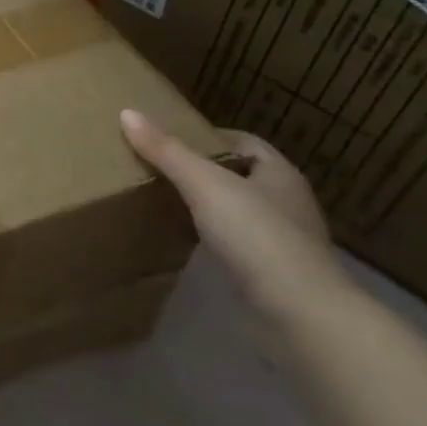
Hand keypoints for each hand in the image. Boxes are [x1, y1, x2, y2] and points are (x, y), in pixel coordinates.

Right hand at [119, 109, 346, 317]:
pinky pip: (236, 243)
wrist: (299, 313)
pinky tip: (186, 242)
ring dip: (207, 206)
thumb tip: (127, 112)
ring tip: (164, 203)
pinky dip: (212, 238)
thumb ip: (167, 152)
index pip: (244, 142)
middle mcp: (286, 202)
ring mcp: (282, 240)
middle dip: (203, 171)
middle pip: (240, 175)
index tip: (168, 142)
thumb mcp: (205, 185)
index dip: (208, 137)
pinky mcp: (272, 272)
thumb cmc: (256, 236)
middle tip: (158, 170)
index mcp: (280, 173)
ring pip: (238, 210)